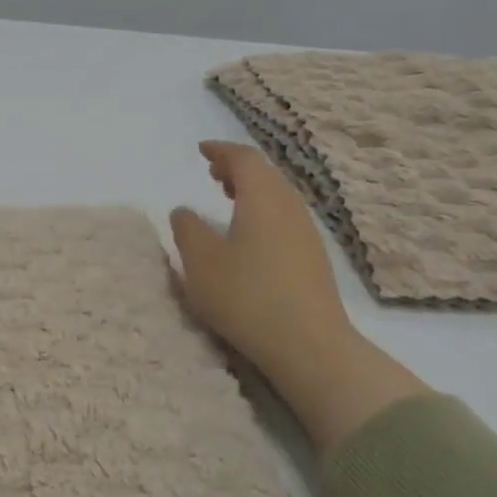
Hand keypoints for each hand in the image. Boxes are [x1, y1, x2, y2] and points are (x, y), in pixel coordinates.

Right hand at [170, 140, 426, 450]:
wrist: (309, 345)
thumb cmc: (246, 296)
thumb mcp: (200, 262)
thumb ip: (187, 229)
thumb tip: (183, 211)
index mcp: (262, 198)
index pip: (244, 159)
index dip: (221, 151)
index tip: (201, 150)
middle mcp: (290, 207)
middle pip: (266, 174)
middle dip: (237, 168)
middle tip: (212, 172)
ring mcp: (306, 233)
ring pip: (278, 196)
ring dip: (252, 190)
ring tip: (227, 198)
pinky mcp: (313, 258)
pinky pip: (284, 216)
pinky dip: (263, 210)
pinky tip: (249, 234)